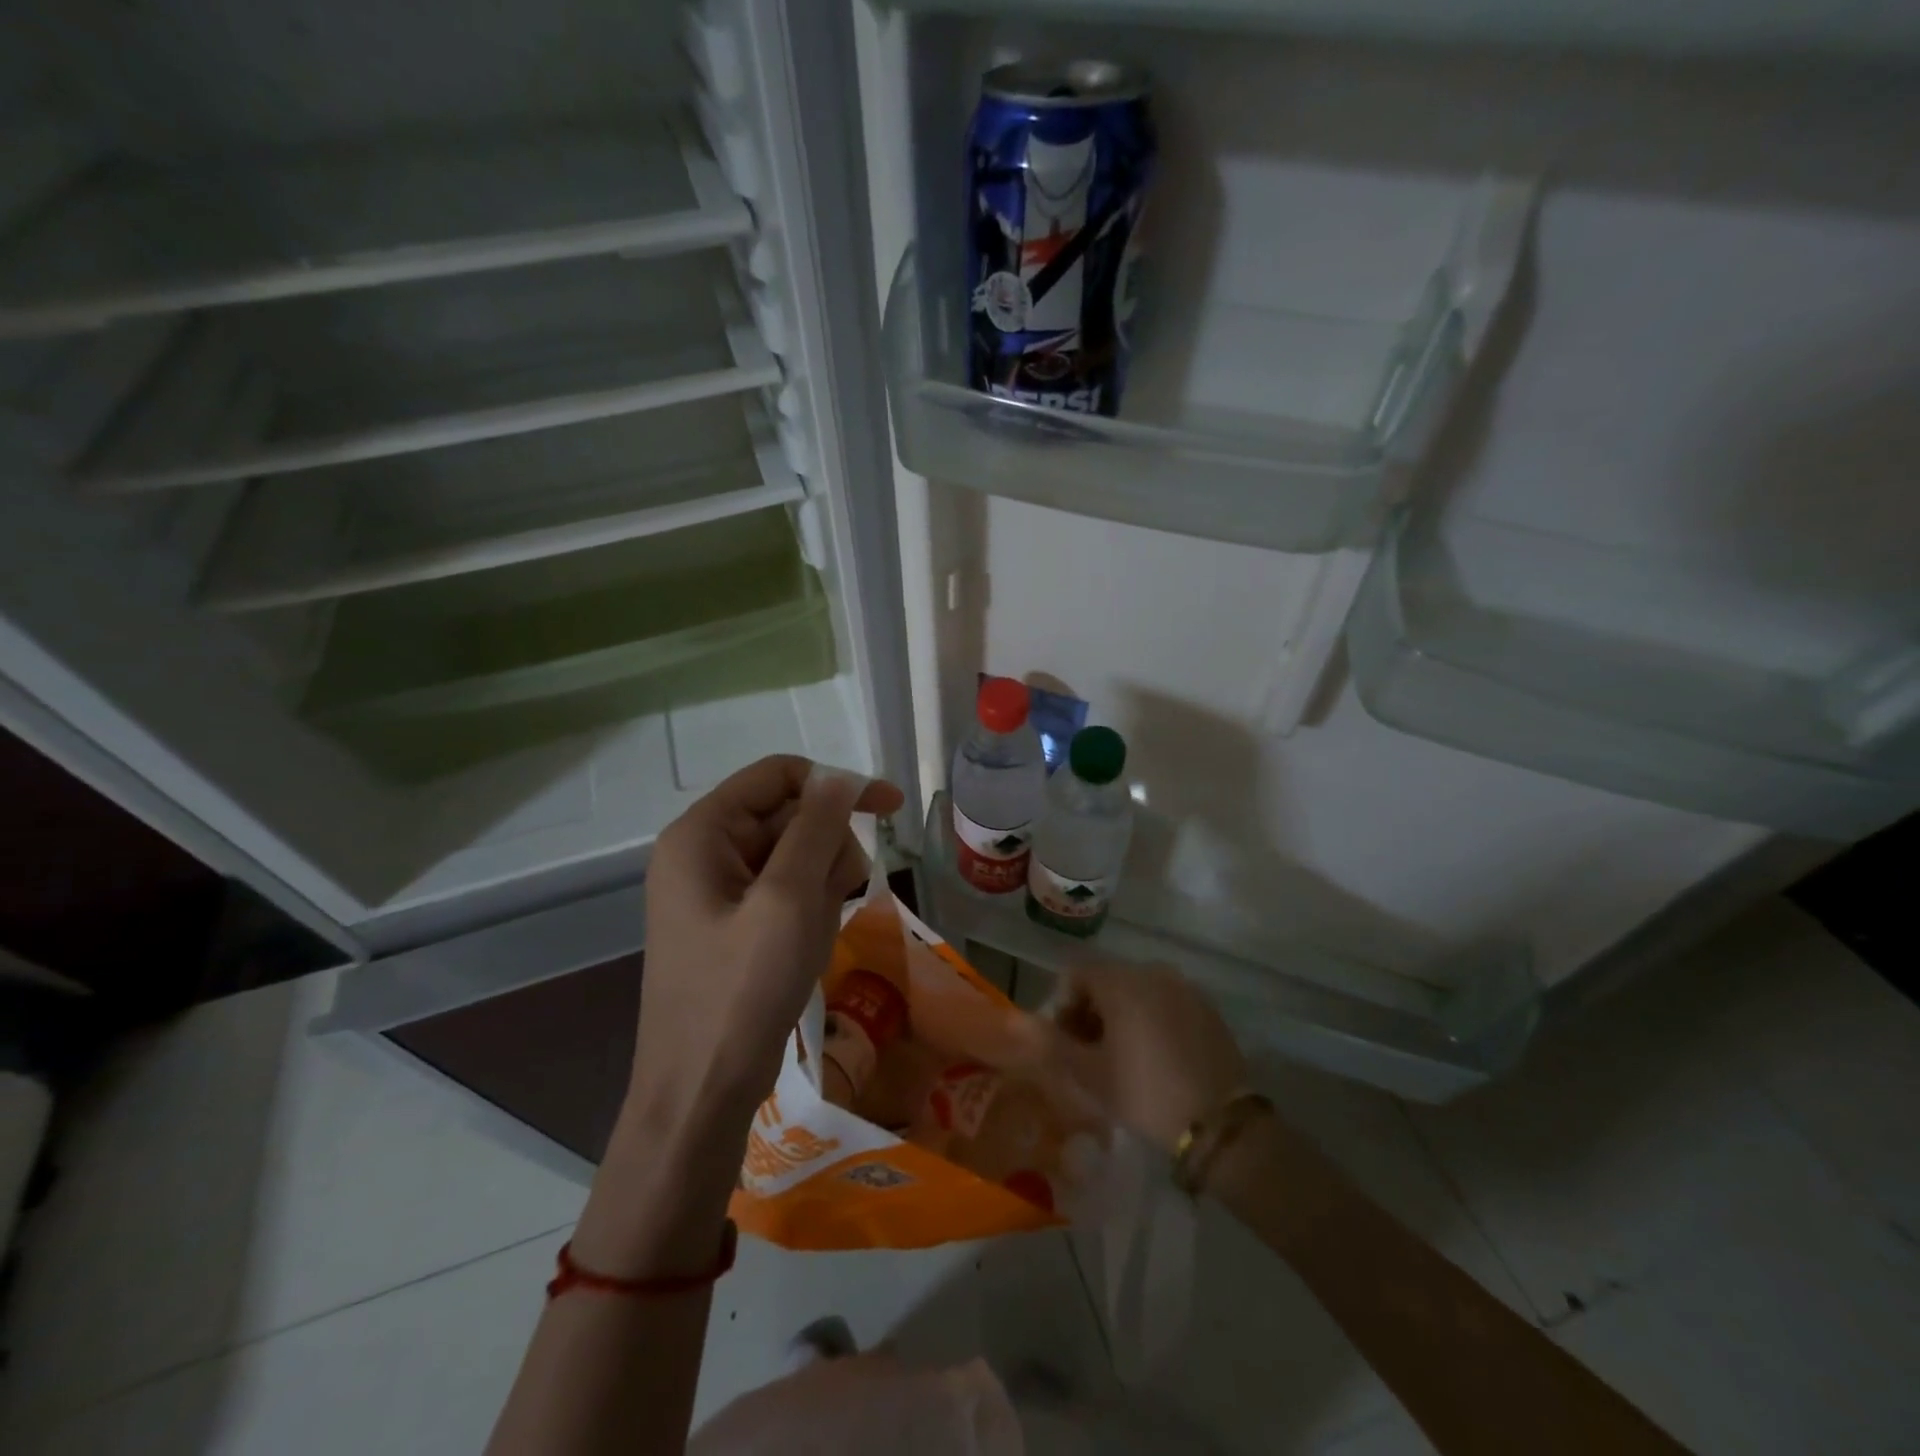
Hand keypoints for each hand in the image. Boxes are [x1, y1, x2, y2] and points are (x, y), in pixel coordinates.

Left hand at [632, 755, 904, 1135]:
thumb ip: (816, 828)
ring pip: (795, 855)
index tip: (890, 808)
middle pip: (790, 816)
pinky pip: (786, 891)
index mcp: (702, 833)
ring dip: (823, 884)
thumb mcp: (789, 899)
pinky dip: (810, 908)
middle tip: (840, 896)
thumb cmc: (742, 990)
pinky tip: (810, 944)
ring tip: (817, 931)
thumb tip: (839, 778)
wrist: (701, 1092)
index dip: (836, 784)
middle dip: (826, 849)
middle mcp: (704, 852)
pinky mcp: (733, 923)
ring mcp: (717, 890)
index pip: (778, 775)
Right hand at [1047, 963, 1247, 1153]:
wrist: (1220, 1124)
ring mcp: (1185, 988)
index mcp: (1121, 981)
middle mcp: (1153, 972)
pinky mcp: (1208, 1009)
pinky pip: (1166, 1003)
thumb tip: (1023, 1025)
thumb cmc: (1145, 1093)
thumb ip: (1052, 1043)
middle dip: (1090, 1012)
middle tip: (1089, 1054)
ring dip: (1121, 1016)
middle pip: (1107, 980)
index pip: (1075, 975)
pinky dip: (1151, 1021)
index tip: (1064, 1044)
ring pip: (1138, 992)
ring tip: (1121, 1059)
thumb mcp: (1089, 1074)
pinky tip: (1155, 1059)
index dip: (1062, 1006)